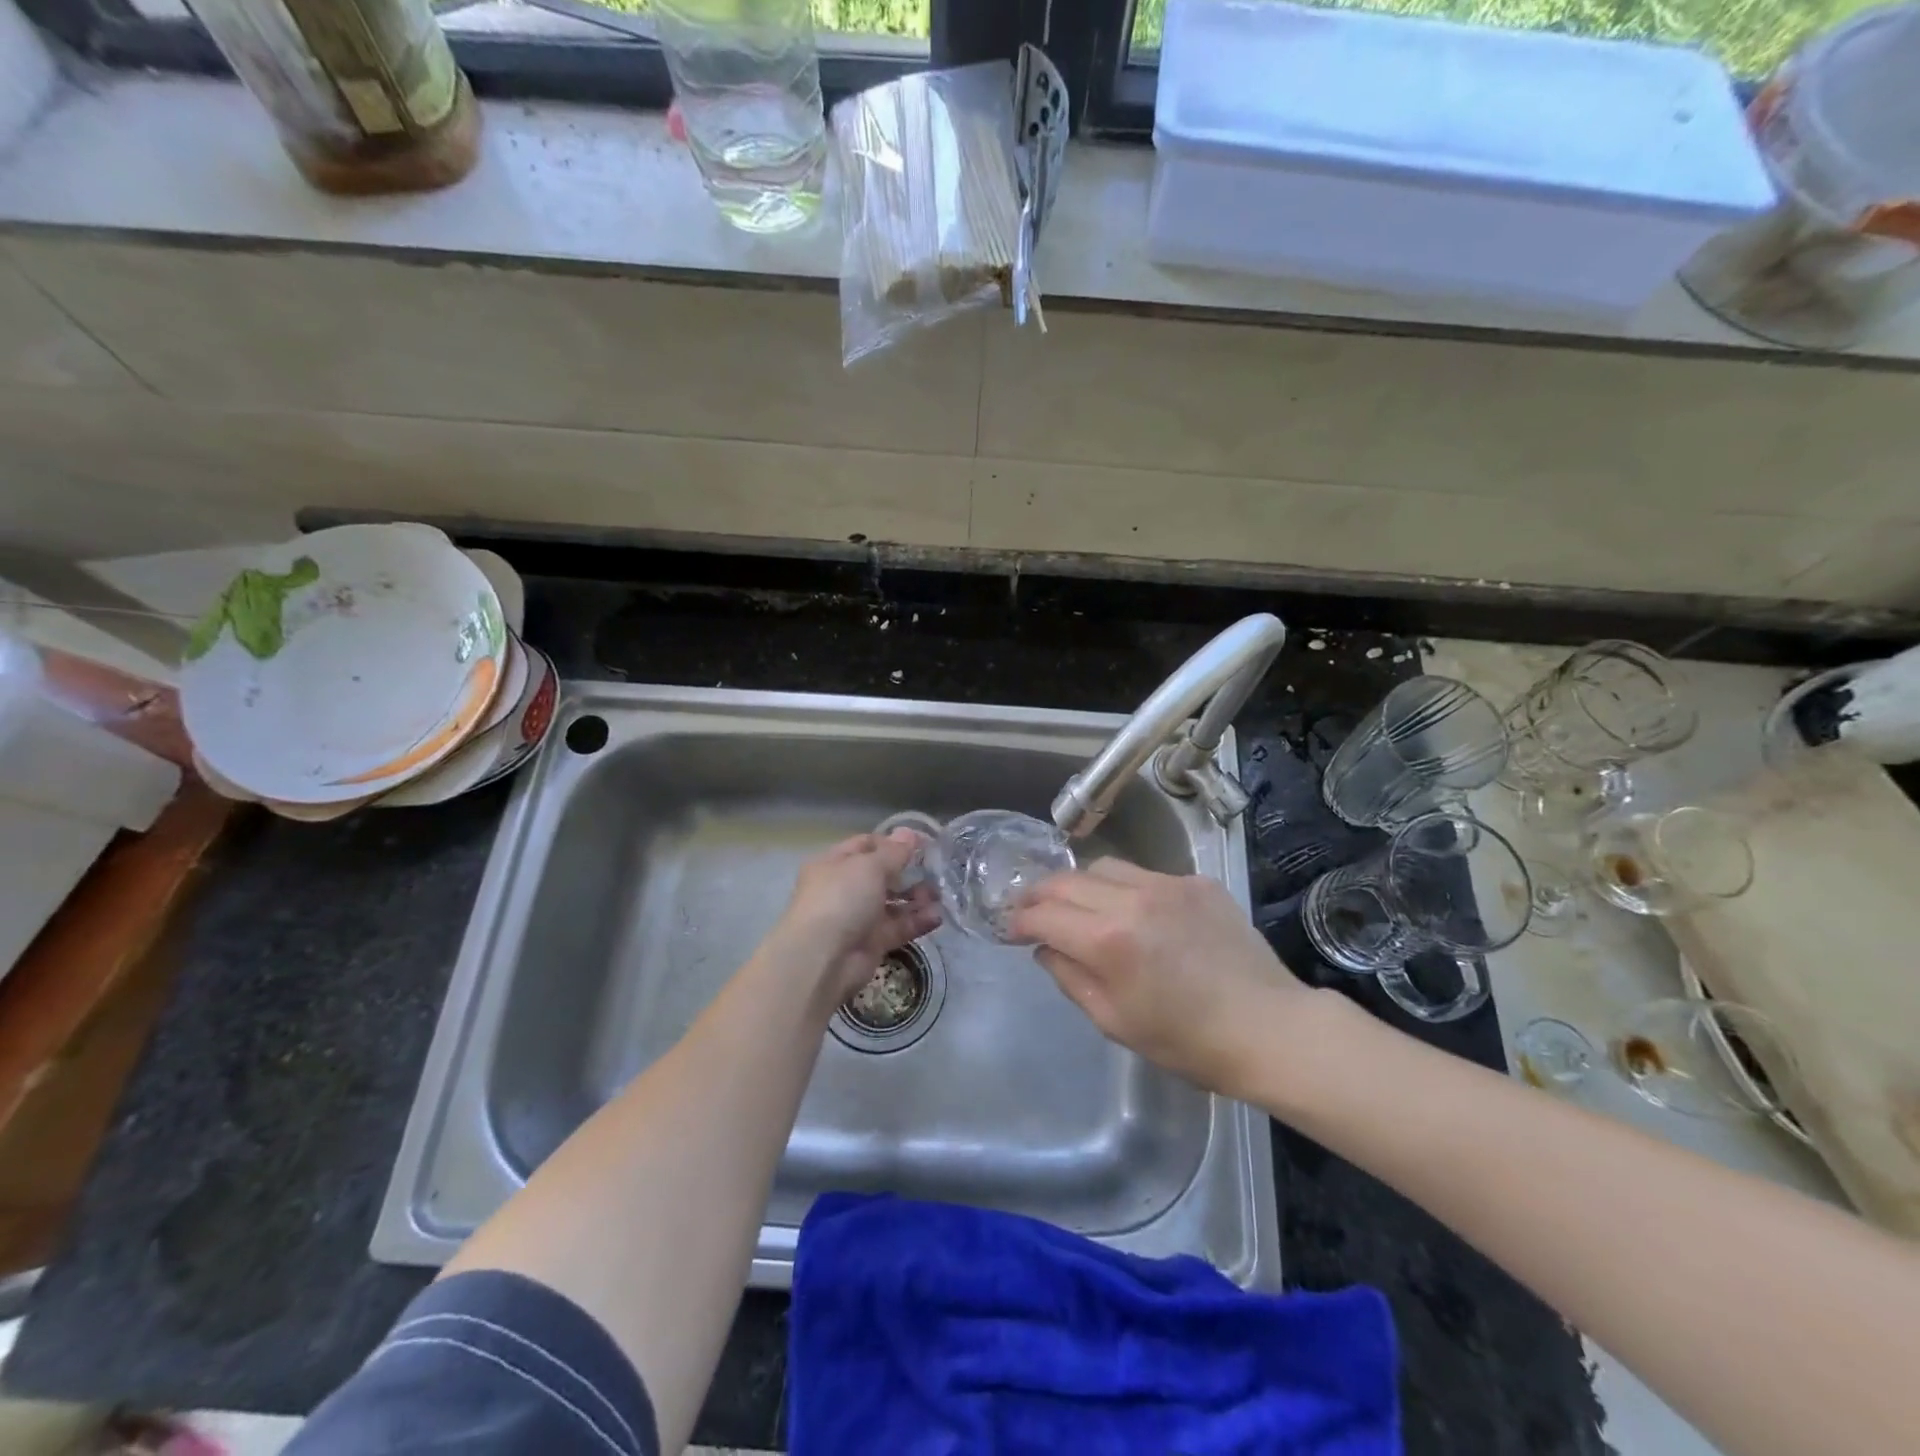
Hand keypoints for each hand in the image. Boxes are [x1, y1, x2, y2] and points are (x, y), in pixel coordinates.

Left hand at [772, 830, 941, 1006]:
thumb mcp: (869, 866)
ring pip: (893, 903)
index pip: (866, 845)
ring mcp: (858, 917)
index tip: (924, 843)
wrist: (822, 958)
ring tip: (940, 895)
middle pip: (882, 875)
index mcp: (834, 863)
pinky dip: (917, 922)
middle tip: (937, 870)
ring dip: (917, 897)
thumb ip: (894, 852)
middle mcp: (844, 888)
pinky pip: (898, 928)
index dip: (893, 842)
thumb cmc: (841, 898)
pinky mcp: (872, 943)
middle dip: (909, 872)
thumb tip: (910, 833)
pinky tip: (937, 916)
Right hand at [1007, 858, 1312, 1096]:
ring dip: (1081, 884)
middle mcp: (1133, 898)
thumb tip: (1045, 947)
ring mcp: (1168, 884)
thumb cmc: (1187, 1041)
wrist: (1269, 1028)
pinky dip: (1127, 889)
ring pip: (1104, 867)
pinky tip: (1137, 915)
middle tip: (1033, 912)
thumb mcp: (1114, 1021)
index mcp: (1108, 940)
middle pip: (1067, 880)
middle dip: (1041, 895)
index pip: (1044, 914)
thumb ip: (1069, 976)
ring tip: (1081, 907)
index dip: (1020, 920)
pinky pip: (1146, 875)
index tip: (1011, 929)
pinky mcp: (1197, 881)